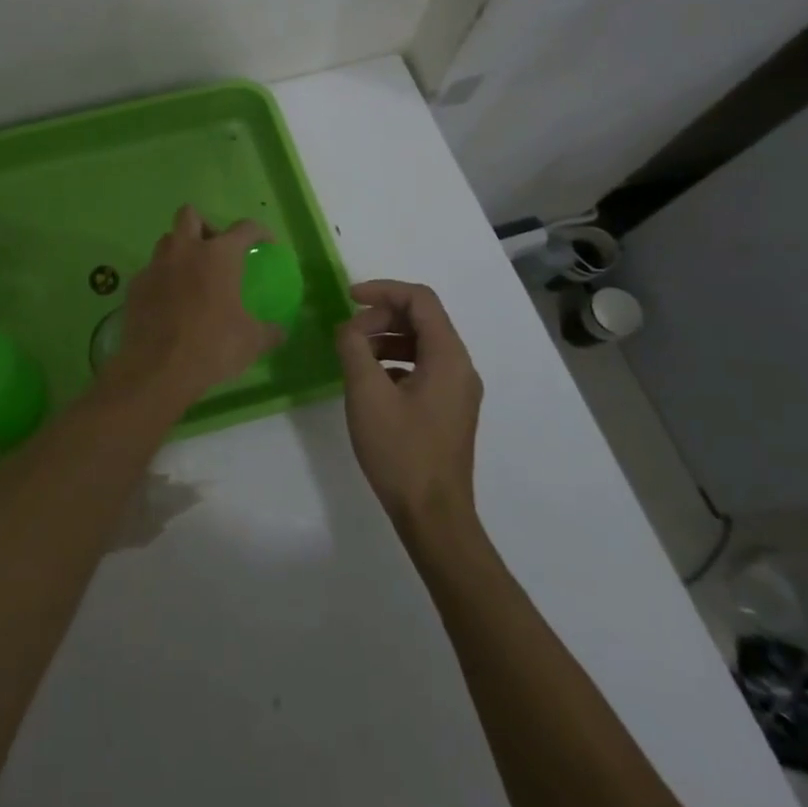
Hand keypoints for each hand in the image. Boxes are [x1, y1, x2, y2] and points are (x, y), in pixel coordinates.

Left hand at [112, 206, 281, 400]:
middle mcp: (184, 250)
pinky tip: (169, 303)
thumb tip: (280, 331)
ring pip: (166, 241)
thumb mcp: (251, 341)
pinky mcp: (135, 285)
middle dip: (204, 226)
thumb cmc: (212, 346)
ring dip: (180, 250)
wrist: (158, 368)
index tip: (264, 244)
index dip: (258, 232)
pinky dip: (162, 279)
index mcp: (218, 256)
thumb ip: (269, 331)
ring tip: (191, 277)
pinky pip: (150, 271)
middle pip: (190, 215)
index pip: (244, 228)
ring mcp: (155, 266)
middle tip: (215, 250)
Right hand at [336, 280, 482, 523]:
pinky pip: (422, 367)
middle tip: (347, 333)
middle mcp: (460, 367)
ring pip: (421, 343)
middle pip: (422, 319)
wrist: (433, 516)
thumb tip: (348, 328)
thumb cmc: (400, 451)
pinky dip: (394, 361)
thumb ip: (354, 347)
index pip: (420, 300)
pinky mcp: (448, 409)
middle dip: (381, 316)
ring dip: (385, 338)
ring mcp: (457, 390)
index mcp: (449, 357)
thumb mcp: (366, 392)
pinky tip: (370, 381)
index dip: (383, 290)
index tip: (348, 298)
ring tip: (353, 355)